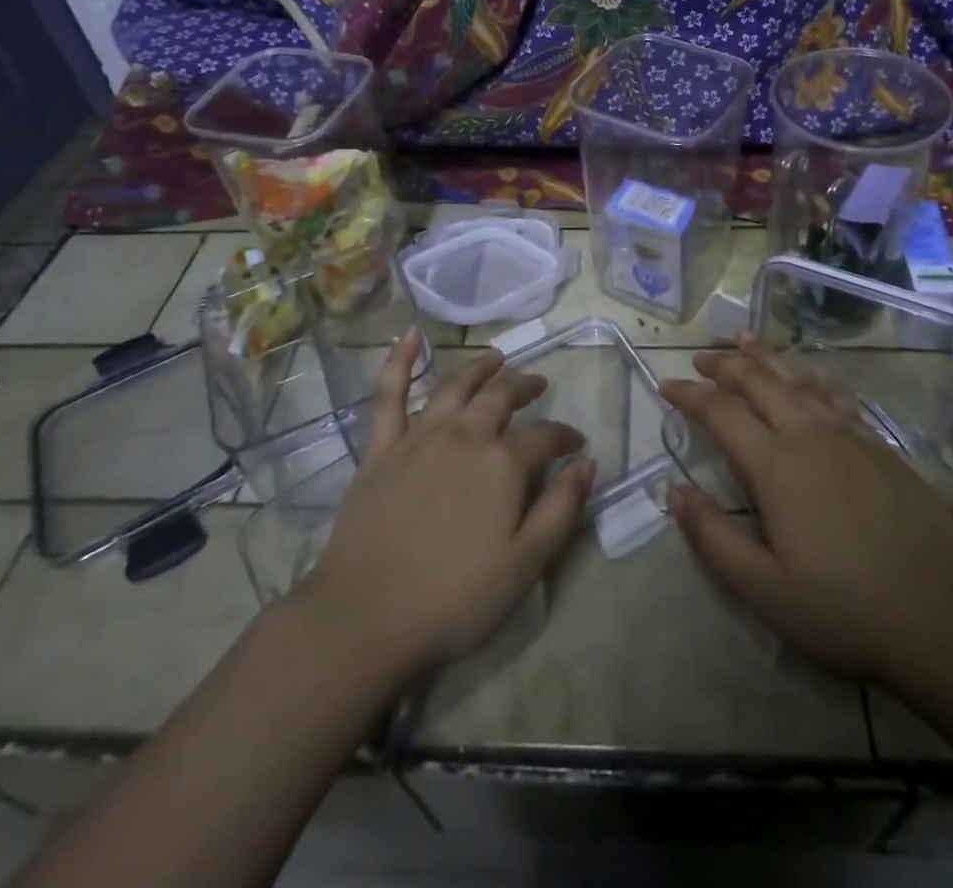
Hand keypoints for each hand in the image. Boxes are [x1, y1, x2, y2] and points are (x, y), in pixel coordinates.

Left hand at [296, 331, 594, 680]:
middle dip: (525, 387)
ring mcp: (418, 437)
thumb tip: (587, 463)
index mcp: (502, 463)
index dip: (565, 437)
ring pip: (455, 387)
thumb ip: (562, 510)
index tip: (576, 445)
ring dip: (479, 368)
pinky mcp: (381, 448)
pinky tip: (409, 336)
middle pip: (501, 397)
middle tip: (538, 384)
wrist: (365, 617)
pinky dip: (399, 361)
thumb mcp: (525, 565)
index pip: (545, 436)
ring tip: (496, 357)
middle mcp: (465, 435)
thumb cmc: (454, 598)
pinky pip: (389, 394)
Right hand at [660, 336, 952, 689]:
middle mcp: (810, 435)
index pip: (721, 412)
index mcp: (776, 466)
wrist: (941, 619)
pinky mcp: (882, 447)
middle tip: (701, 359)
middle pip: (760, 382)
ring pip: (800, 379)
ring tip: (745, 339)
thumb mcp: (763, 588)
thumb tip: (674, 490)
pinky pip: (836, 396)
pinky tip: (809, 377)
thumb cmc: (842, 610)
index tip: (666, 386)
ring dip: (767, 357)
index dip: (690, 395)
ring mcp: (851, 436)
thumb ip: (712, 536)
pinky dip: (811, 377)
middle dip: (725, 365)